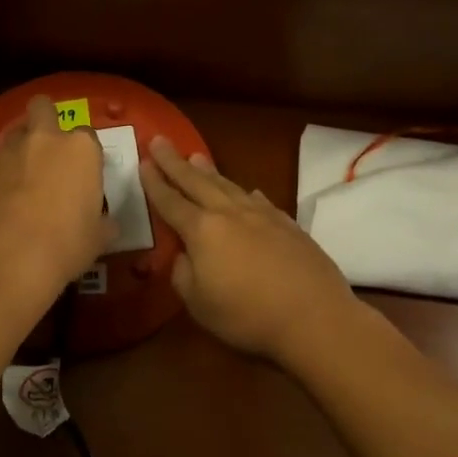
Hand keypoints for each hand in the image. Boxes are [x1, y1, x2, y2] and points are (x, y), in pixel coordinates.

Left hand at [0, 95, 110, 310]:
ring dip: (20, 148)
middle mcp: (44, 140)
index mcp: (80, 150)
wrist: (9, 257)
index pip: (88, 135)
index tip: (84, 173)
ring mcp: (8, 152)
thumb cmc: (66, 244)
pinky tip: (2, 199)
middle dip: (45, 117)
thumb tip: (107, 224)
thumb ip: (103, 223)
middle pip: (43, 108)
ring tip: (22, 175)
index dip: (86, 154)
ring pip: (14, 134)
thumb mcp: (97, 238)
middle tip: (48, 145)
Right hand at [140, 137, 361, 365]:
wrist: (314, 316)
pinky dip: (245, 193)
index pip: (171, 202)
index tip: (143, 162)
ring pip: (228, 185)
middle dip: (174, 162)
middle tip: (159, 140)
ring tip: (196, 156)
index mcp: (202, 231)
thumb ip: (184, 275)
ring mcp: (261, 215)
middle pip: (196, 182)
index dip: (155, 182)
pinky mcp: (287, 224)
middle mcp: (229, 213)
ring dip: (209, 171)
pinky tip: (247, 191)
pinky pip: (259, 200)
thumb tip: (184, 256)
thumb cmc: (248, 316)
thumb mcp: (199, 305)